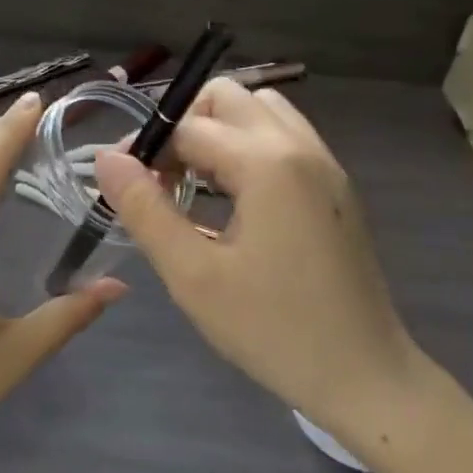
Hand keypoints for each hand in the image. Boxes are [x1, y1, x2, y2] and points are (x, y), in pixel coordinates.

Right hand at [94, 81, 420, 443]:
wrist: (365, 375)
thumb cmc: (272, 329)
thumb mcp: (193, 275)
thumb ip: (145, 210)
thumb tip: (107, 159)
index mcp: (267, 163)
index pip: (188, 126)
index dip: (147, 148)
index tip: (124, 186)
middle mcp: (300, 146)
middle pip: (228, 97)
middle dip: (186, 126)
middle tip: (164, 180)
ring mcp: (325, 163)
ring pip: (261, 110)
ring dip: (221, 132)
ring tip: (199, 185)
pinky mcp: (336, 185)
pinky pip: (285, 137)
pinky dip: (251, 147)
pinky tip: (237, 200)